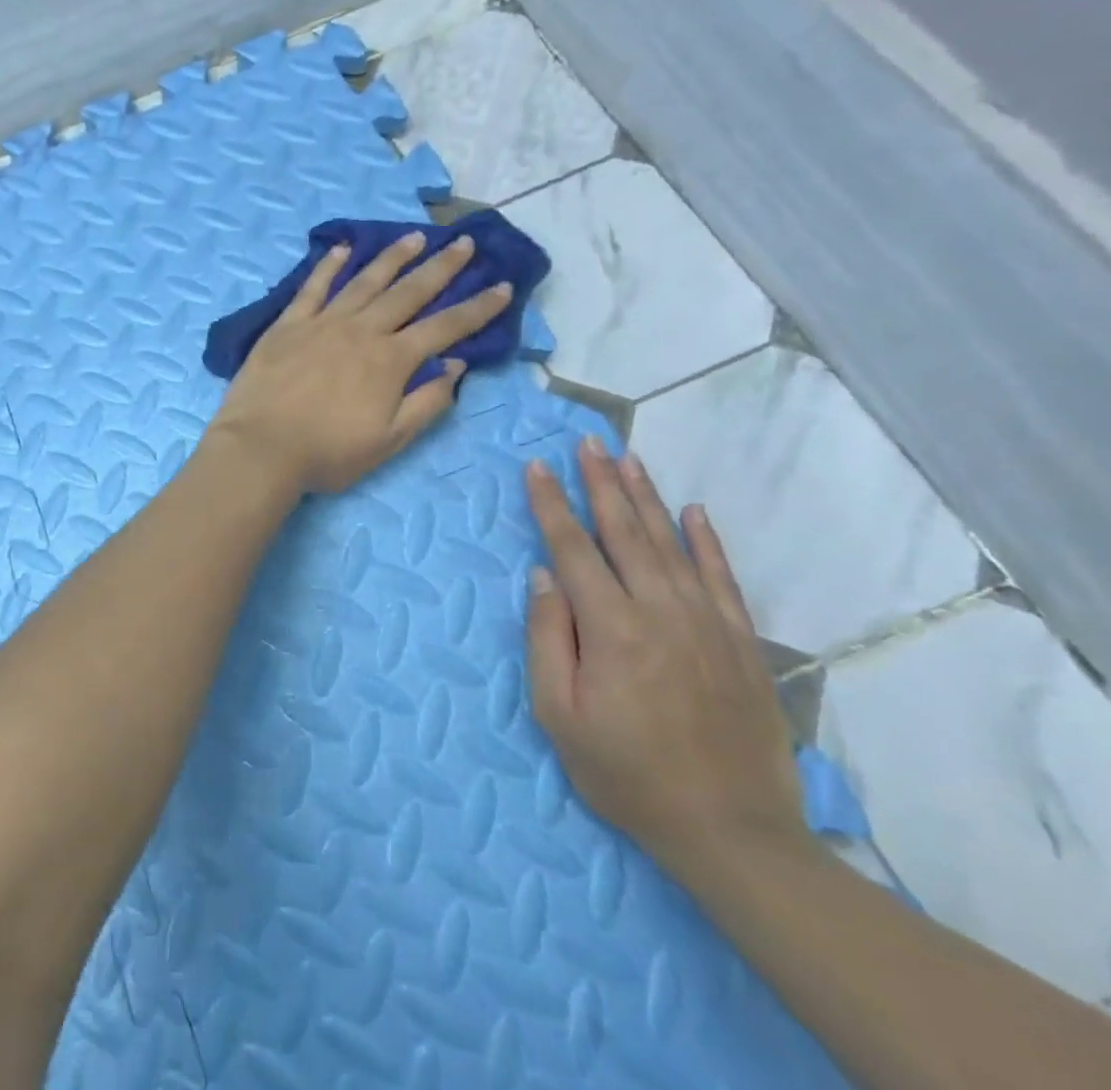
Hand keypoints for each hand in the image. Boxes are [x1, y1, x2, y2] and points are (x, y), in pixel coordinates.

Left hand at [205, 232, 513, 494]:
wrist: (261, 447)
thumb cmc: (328, 452)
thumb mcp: (389, 440)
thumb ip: (426, 402)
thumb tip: (456, 365)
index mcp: (391, 360)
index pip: (445, 327)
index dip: (477, 308)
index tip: (503, 286)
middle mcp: (361, 331)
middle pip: (408, 292)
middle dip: (441, 267)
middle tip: (463, 242)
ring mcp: (322, 323)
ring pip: (364, 281)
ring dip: (392, 258)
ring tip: (414, 237)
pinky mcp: (287, 324)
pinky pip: (312, 287)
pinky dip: (328, 266)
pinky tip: (342, 249)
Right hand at [524, 439, 807, 877]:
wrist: (732, 832)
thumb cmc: (626, 773)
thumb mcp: (559, 714)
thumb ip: (548, 638)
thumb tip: (542, 576)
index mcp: (611, 628)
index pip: (572, 548)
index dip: (551, 504)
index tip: (535, 466)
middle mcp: (660, 611)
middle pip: (624, 532)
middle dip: (600, 483)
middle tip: (585, 443)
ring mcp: (706, 624)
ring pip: (670, 544)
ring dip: (646, 498)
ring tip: (627, 459)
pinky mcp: (741, 643)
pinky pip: (722, 578)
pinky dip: (706, 541)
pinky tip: (693, 512)